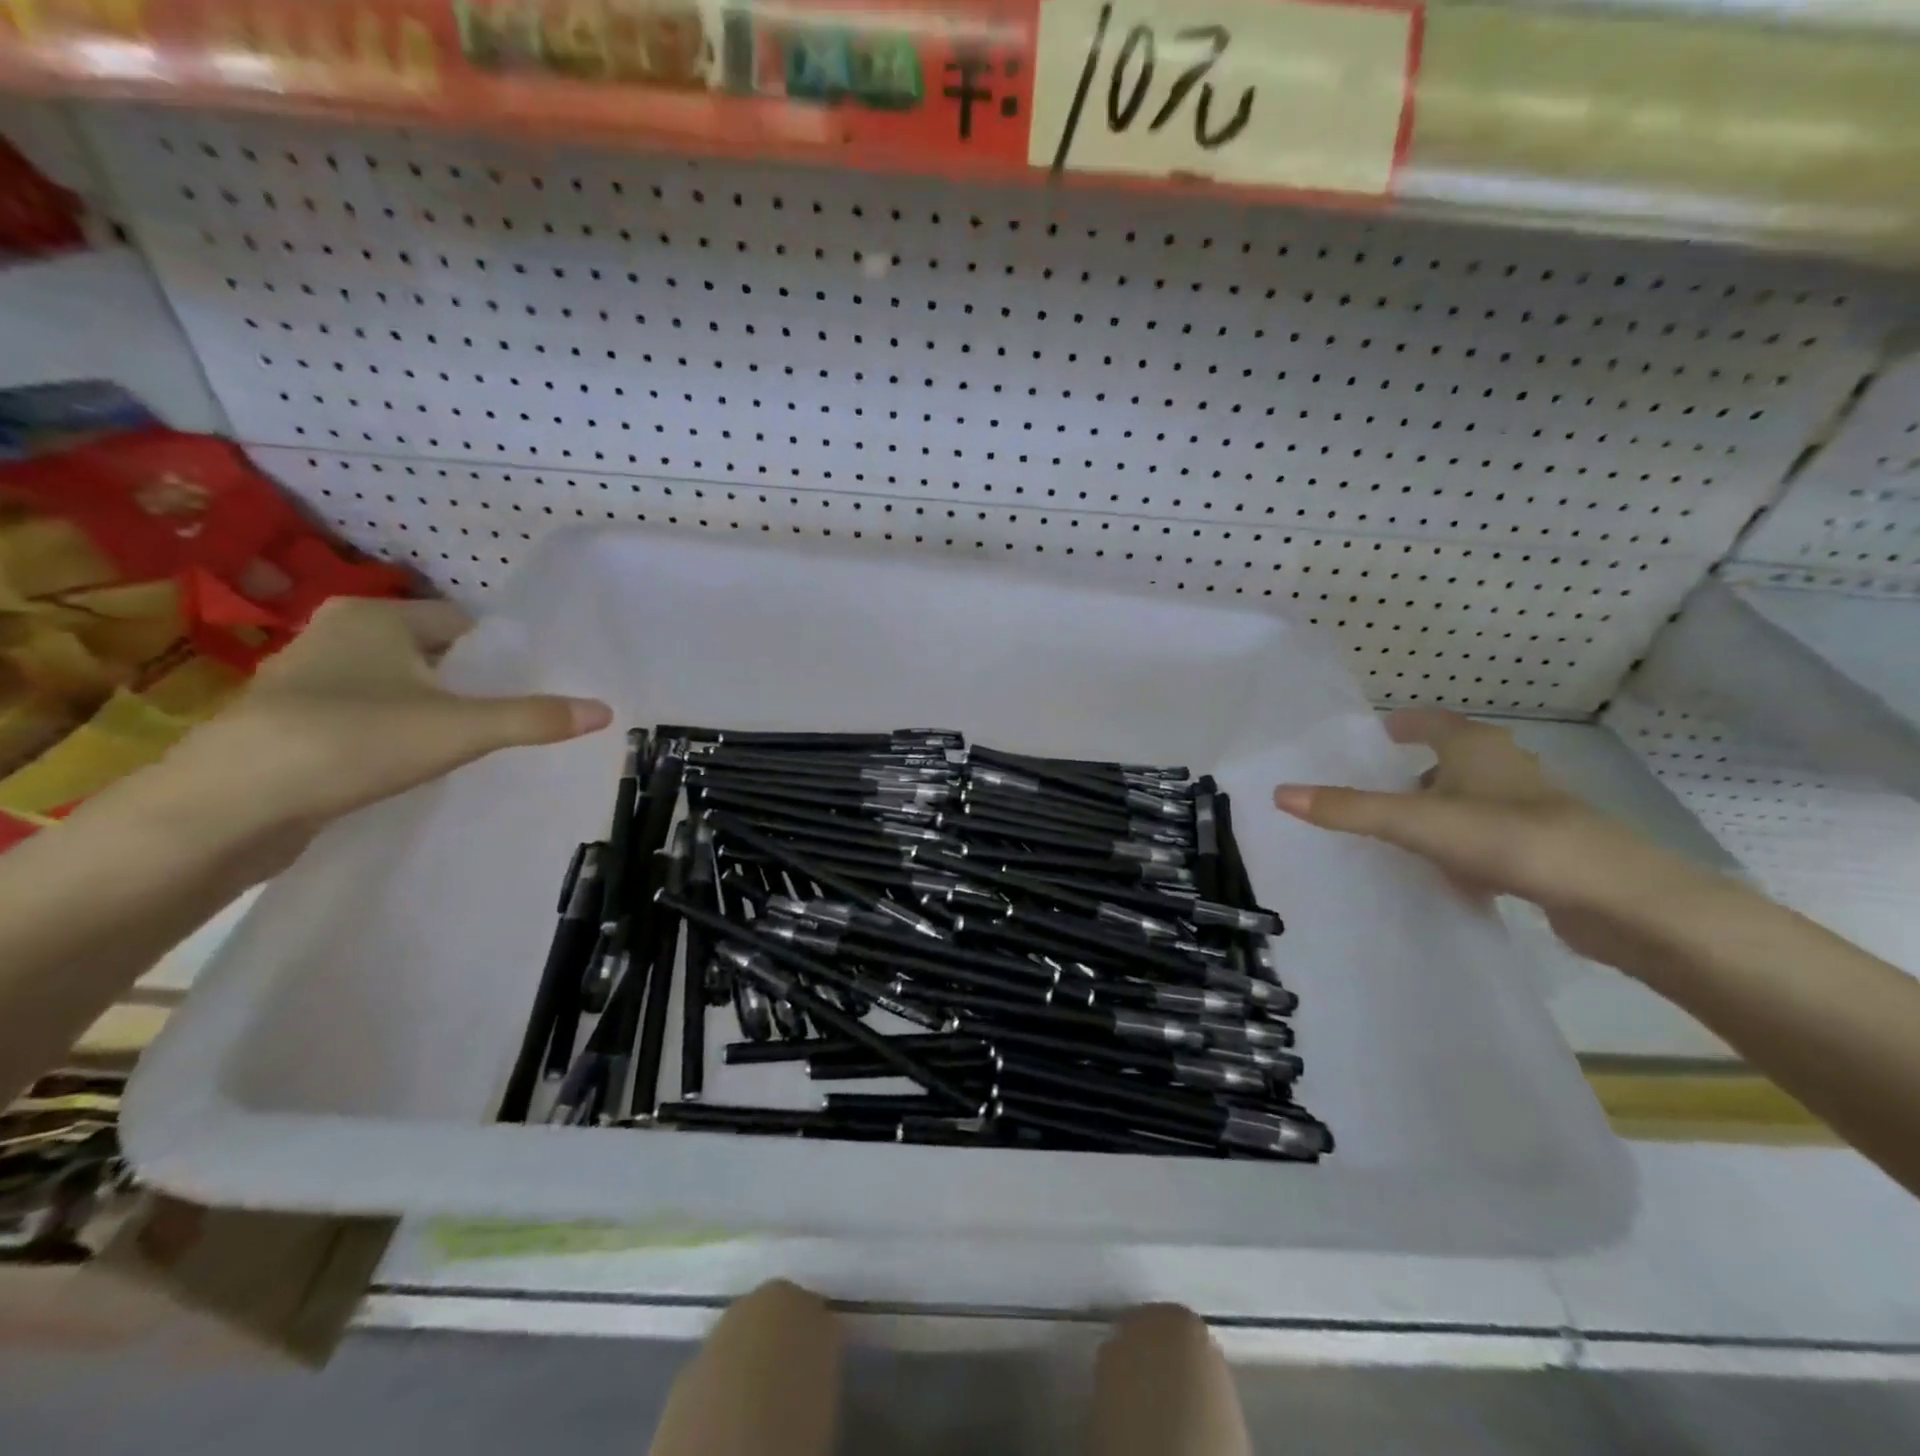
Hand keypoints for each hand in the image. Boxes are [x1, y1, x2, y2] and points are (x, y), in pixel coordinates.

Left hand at [161, 597, 610, 854]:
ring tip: (468, 742)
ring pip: (395, 684)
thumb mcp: (461, 729)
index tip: (530, 685)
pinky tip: (410, 762)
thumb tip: (606, 710)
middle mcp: (336, 634)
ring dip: (429, 707)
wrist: (232, 806)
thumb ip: (534, 718)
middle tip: (509, 716)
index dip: (499, 653)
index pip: (460, 621)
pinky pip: (365, 713)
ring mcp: (306, 678)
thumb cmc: (355, 741)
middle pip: (429, 652)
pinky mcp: (290, 722)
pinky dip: (392, 730)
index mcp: (375, 617)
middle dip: (467, 682)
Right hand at [1272, 709, 1721, 963]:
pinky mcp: (1547, 849)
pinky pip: (1490, 836)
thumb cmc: (1508, 839)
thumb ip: (1348, 810)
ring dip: (1440, 809)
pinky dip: (1463, 844)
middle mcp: (1505, 768)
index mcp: (1476, 747)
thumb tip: (1280, 793)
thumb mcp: (1415, 822)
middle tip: (1373, 787)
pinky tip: (1447, 871)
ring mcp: (1532, 809)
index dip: (1401, 724)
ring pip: (1473, 799)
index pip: (1430, 721)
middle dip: (1415, 770)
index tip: (1373, 735)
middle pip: (1452, 758)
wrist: (1617, 899)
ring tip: (1401, 832)